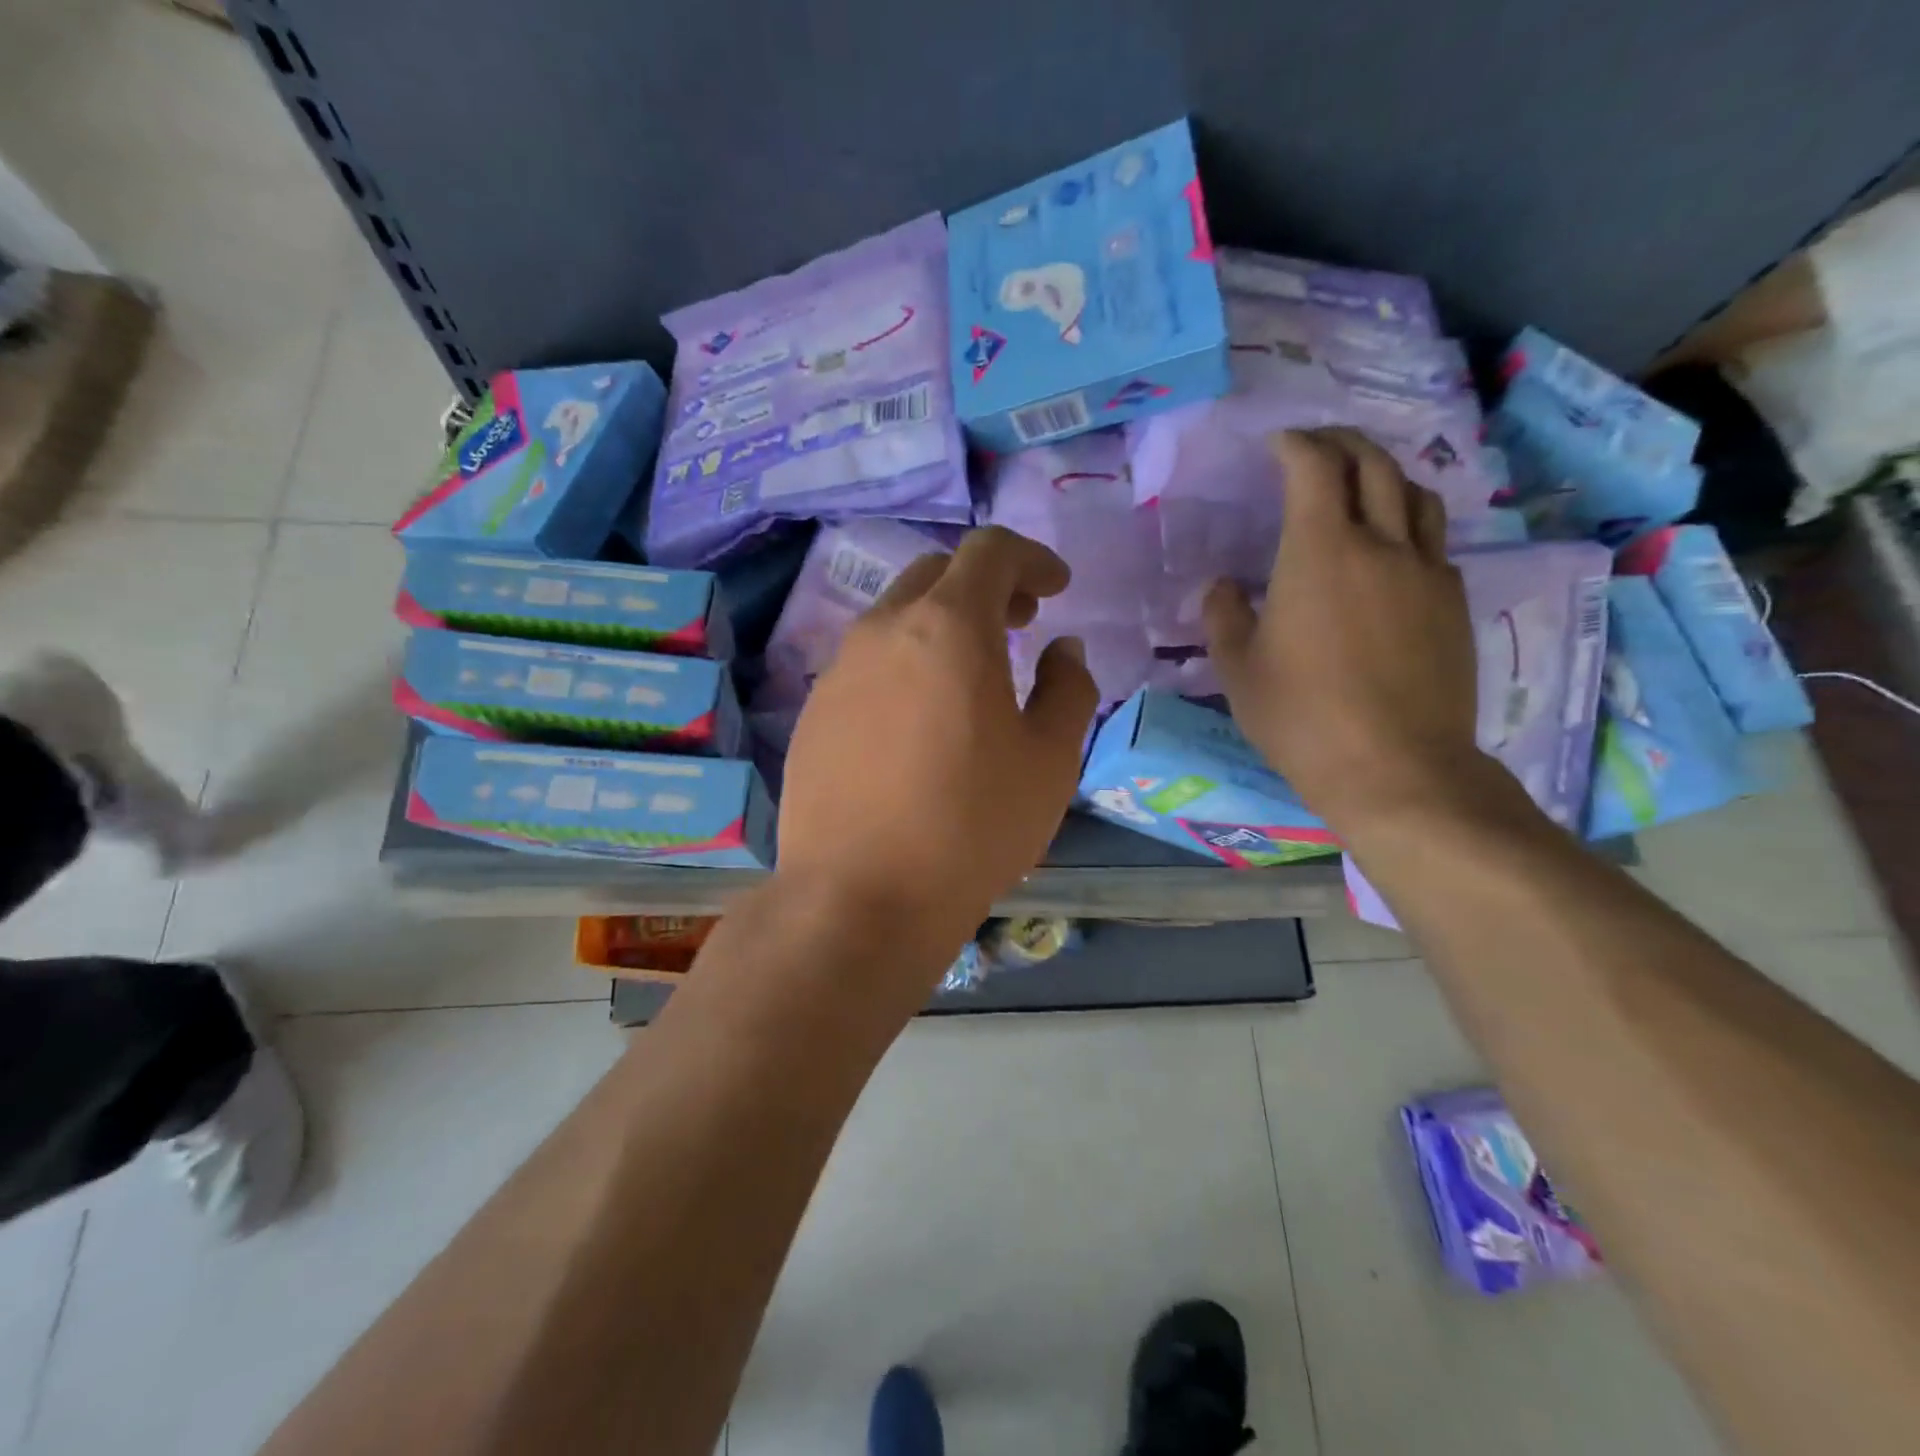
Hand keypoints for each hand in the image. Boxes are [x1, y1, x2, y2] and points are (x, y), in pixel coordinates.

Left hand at [774, 526, 1098, 968]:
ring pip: (896, 617)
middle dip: (986, 586)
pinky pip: (867, 663)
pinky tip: (919, 719)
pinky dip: (904, 663)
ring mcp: (839, 669)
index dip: (1031, 558)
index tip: (1056, 588)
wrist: (858, 898)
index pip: (989, 551)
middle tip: (1020, 624)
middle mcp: (884, 630)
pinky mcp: (812, 711)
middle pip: (936, 574)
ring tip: (971, 676)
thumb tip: (1063, 650)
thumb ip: (1067, 689)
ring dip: (941, 625)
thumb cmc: (972, 827)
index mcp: (949, 627)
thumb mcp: (1050, 761)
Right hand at [1202, 427, 1485, 833]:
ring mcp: (1426, 572)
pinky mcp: (1454, 602)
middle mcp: (1381, 544)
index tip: (1275, 443)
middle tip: (1314, 446)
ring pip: (1414, 494)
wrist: (1395, 768)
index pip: (1314, 467)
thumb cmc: (1301, 718)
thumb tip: (1223, 586)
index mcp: (1320, 553)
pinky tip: (1388, 547)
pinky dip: (1406, 521)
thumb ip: (1224, 616)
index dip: (1295, 444)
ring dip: (1383, 474)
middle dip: (1341, 442)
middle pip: (1373, 464)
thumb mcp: (1238, 670)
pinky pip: (1433, 540)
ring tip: (1358, 482)